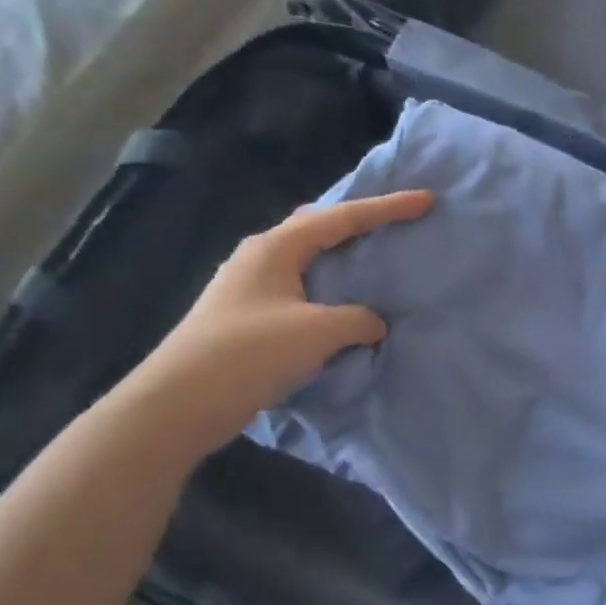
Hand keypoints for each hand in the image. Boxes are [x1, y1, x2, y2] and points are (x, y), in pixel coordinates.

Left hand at [118, 191, 432, 456]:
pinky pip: (300, 289)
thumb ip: (358, 319)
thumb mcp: (318, 332)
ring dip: (340, 258)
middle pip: (318, 227)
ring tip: (371, 261)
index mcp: (277, 247)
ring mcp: (248, 287)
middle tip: (392, 223)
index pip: (343, 218)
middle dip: (356, 222)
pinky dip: (328, 289)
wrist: (179, 403)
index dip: (388, 208)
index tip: (426, 201)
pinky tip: (340, 305)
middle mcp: (260, 257)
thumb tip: (373, 322)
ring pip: (307, 259)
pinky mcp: (246, 317)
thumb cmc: (250, 353)